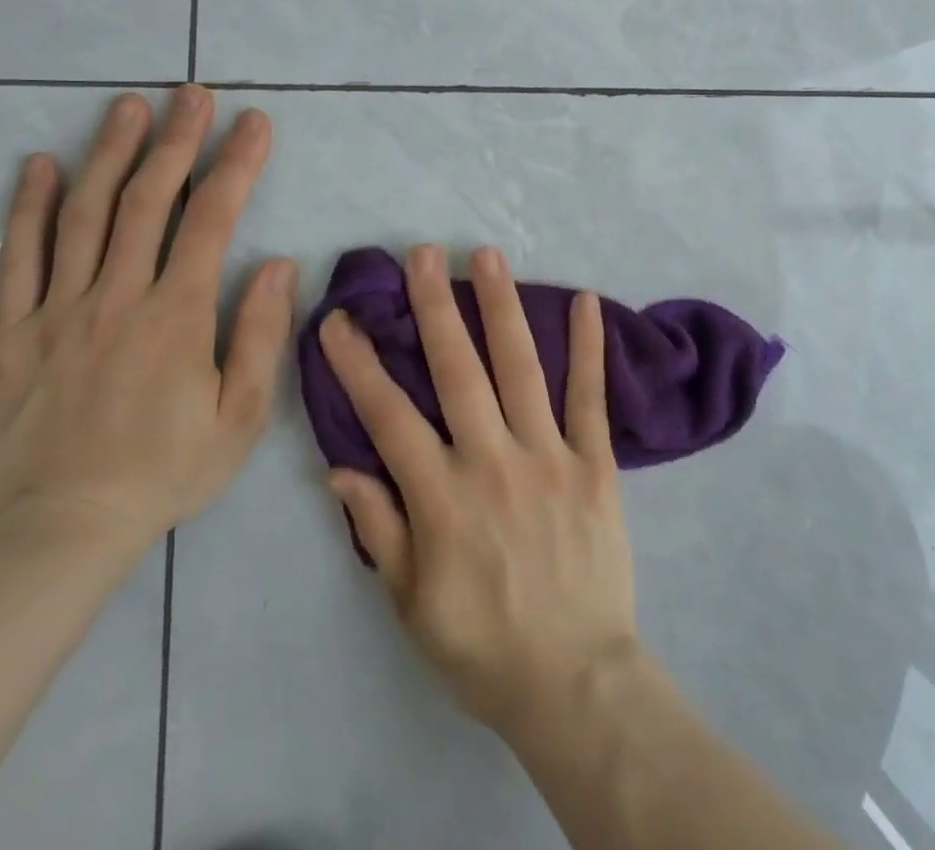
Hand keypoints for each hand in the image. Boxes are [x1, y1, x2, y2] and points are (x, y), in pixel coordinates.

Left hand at [0, 86, 295, 554]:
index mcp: (176, 316)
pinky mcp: (14, 334)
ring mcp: (59, 312)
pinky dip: (28, 208)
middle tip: (192, 93)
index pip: (212, 220)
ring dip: (108, 154)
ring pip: (83, 216)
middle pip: (147, 201)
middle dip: (175, 140)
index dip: (236, 164)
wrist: (64, 529)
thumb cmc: (168, 469)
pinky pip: (17, 260)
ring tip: (127, 106)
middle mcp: (116, 298)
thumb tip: (276, 263)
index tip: (255, 122)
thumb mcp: (242, 415)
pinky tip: (39, 166)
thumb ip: (259, 334)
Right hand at [318, 244, 639, 735]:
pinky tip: (584, 301)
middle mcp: (492, 461)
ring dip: (501, 307)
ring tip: (488, 256)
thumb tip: (341, 468)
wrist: (574, 680)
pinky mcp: (595, 463)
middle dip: (435, 307)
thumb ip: (380, 530)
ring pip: (520, 367)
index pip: (388, 416)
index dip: (358, 365)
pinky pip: (590, 397)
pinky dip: (588, 347)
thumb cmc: (483, 647)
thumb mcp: (410, 605)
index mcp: (441, 497)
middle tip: (422, 254)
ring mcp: (549, 455)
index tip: (338, 320)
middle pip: (457, 370)